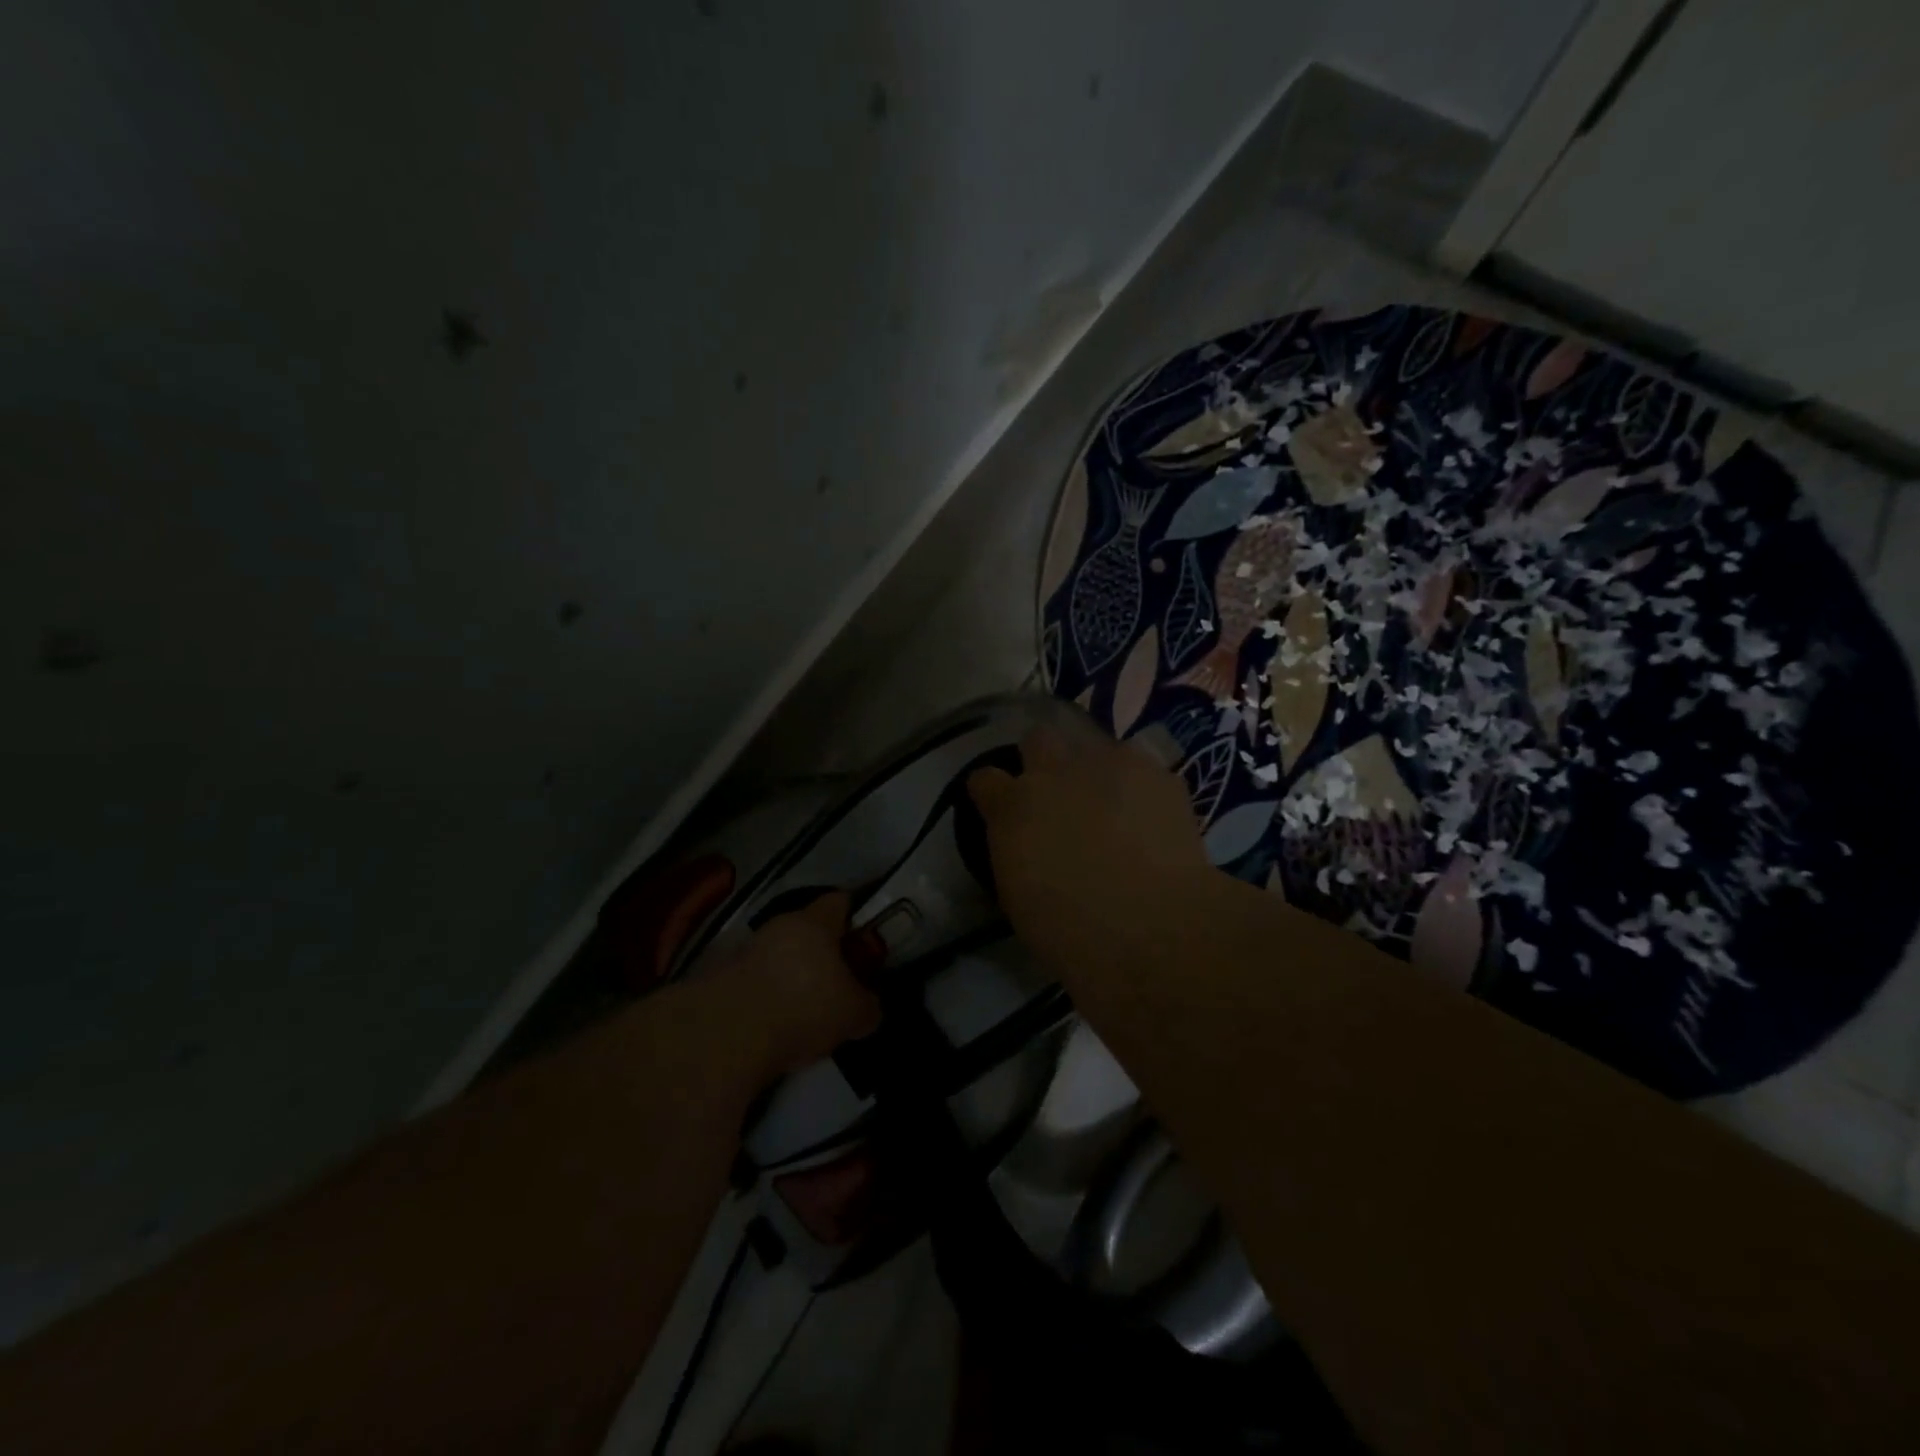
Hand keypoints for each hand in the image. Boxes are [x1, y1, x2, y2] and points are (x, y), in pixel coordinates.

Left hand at [711, 892, 881, 1078]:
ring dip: (792, 977)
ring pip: (779, 956)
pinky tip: (776, 1027)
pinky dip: (768, 998)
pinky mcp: (720, 978)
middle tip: (838, 984)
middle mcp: (779, 925)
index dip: (855, 918)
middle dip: (823, 954)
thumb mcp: (853, 1015)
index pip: (840, 902)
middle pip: (807, 931)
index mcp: (814, 922)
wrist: (725, 1035)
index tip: (864, 942)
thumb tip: (868, 1007)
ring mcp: (745, 950)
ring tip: (805, 1013)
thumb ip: (867, 1006)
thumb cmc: (803, 1008)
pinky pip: (756, 981)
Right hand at [967, 723, 1212, 983]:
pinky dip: (1141, 787)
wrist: (1153, 928)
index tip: (1000, 810)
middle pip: (1038, 740)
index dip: (993, 793)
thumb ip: (1015, 854)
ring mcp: (1109, 764)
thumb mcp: (1018, 897)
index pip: (985, 779)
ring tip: (1114, 805)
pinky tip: (1151, 817)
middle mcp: (1054, 772)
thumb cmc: (1071, 932)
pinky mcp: (1156, 773)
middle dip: (1043, 761)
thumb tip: (1026, 845)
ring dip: (1096, 770)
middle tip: (1059, 797)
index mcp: (1013, 807)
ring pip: (1094, 745)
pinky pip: (1141, 766)